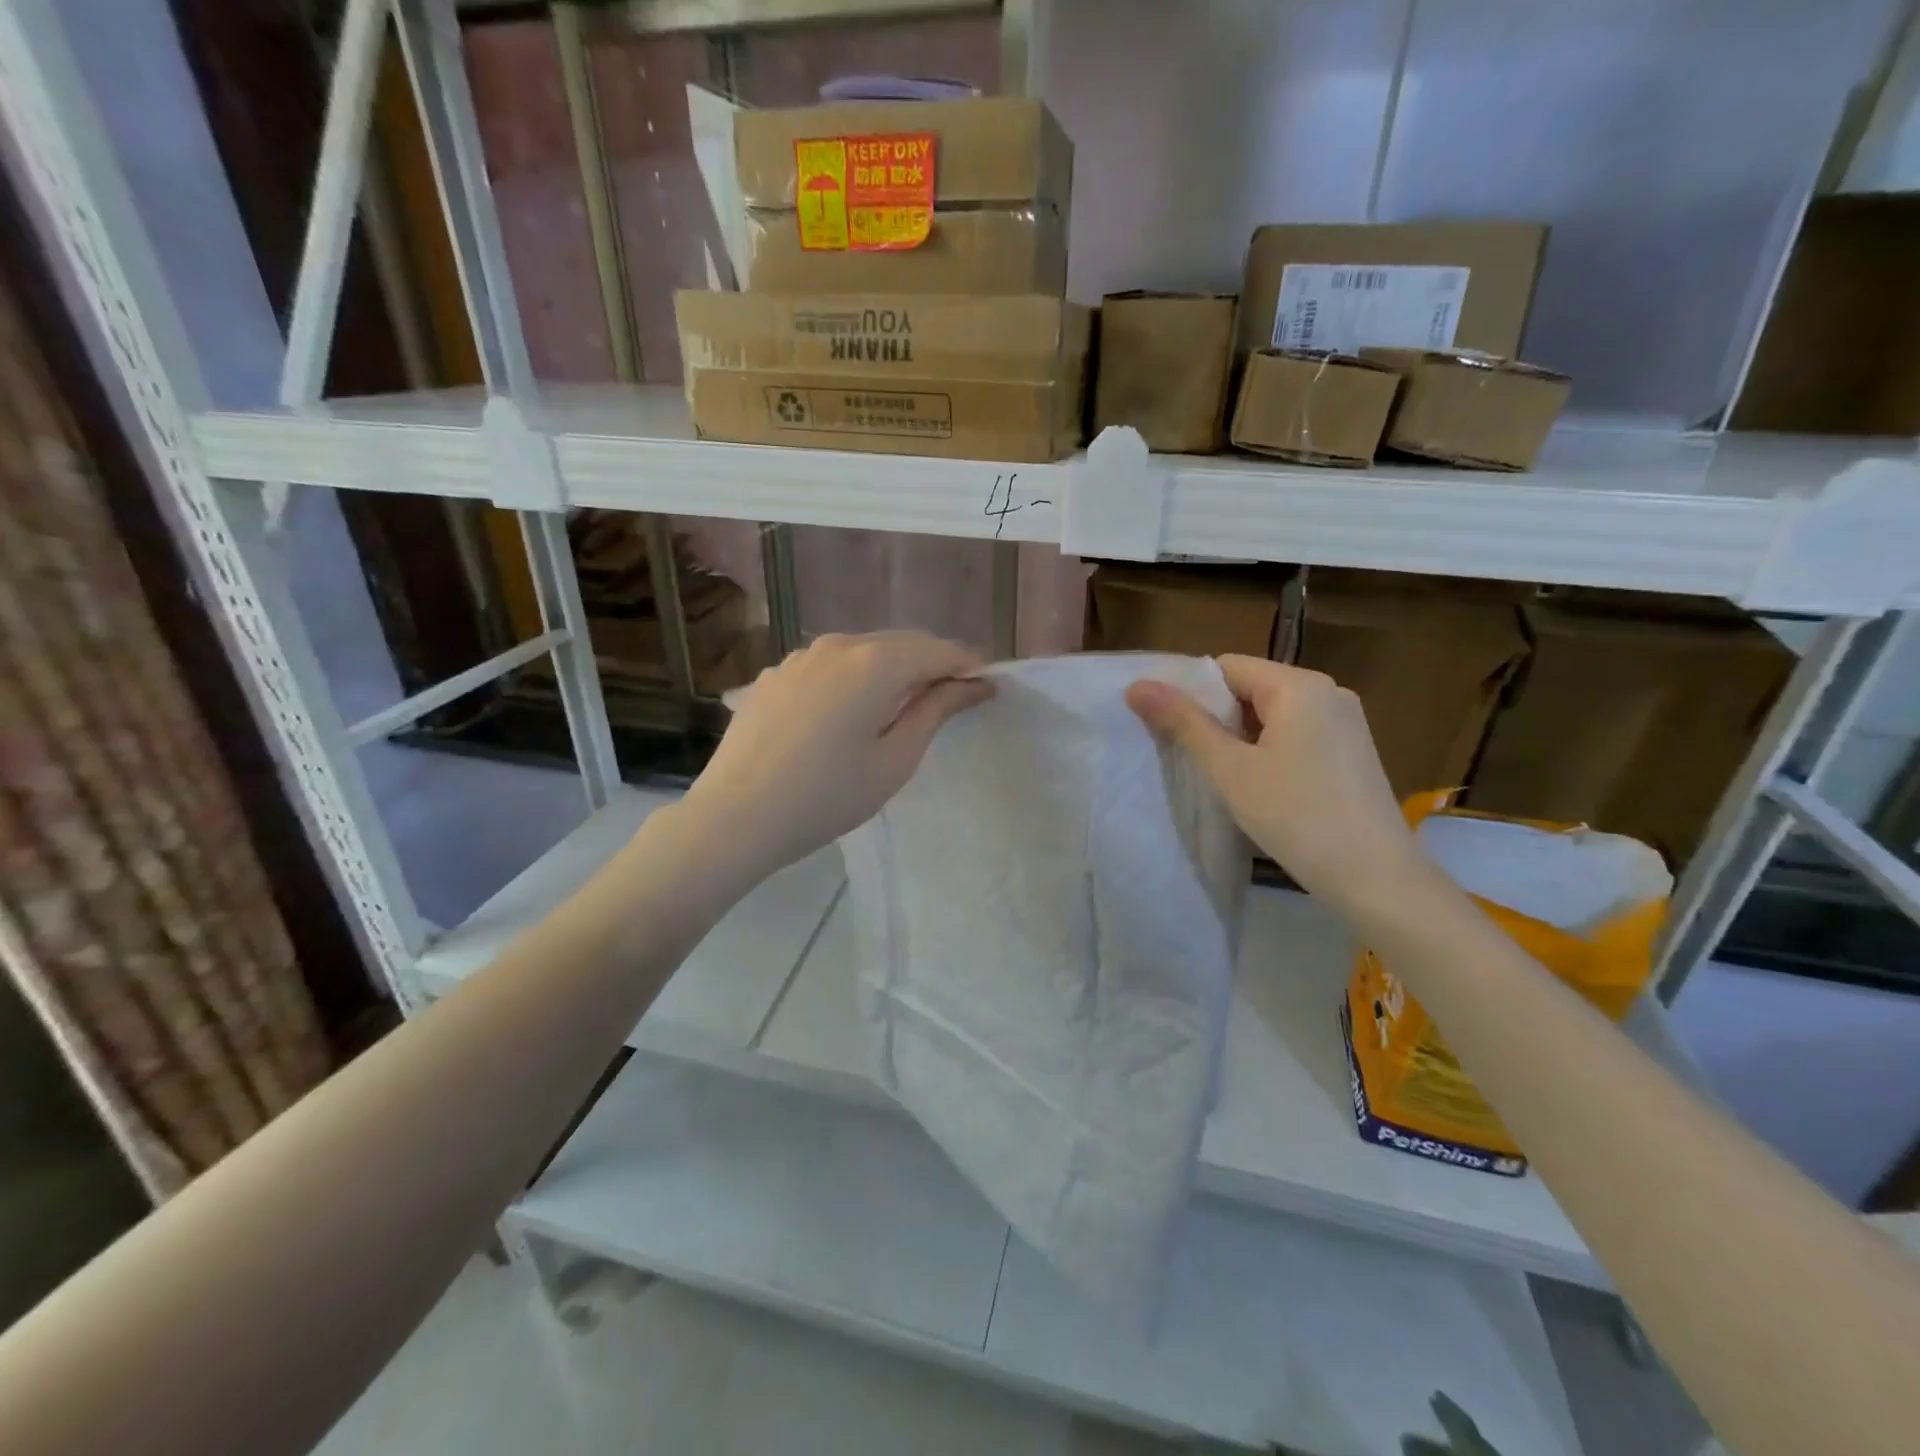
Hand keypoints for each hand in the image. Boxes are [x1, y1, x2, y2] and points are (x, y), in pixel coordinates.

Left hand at [684, 631, 992, 878]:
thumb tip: (975, 683)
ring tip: (903, 706)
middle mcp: (838, 644)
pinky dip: (855, 677)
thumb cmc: (827, 797)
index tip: (986, 689)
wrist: (734, 817)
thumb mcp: (895, 759)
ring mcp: (800, 656)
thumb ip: (936, 710)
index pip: (938, 650)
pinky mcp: (775, 674)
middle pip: (901, 643)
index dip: (967, 666)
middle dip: (932, 664)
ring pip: (864, 650)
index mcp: (875, 662)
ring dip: (893, 669)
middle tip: (953, 698)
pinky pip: (830, 665)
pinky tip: (850, 711)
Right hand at [1126, 654, 1422, 913]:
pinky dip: (1270, 750)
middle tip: (1189, 757)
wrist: (1375, 877)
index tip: (1169, 729)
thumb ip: (1184, 723)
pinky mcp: (1353, 751)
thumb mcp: (1229, 769)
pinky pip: (1298, 734)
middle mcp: (1328, 692)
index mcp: (1299, 685)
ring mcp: (1346, 722)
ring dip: (1242, 737)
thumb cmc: (1296, 816)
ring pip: (1274, 714)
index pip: (1227, 667)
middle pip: (1251, 688)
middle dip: (1217, 717)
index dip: (1192, 693)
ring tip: (1221, 775)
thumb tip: (1137, 685)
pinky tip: (1260, 786)